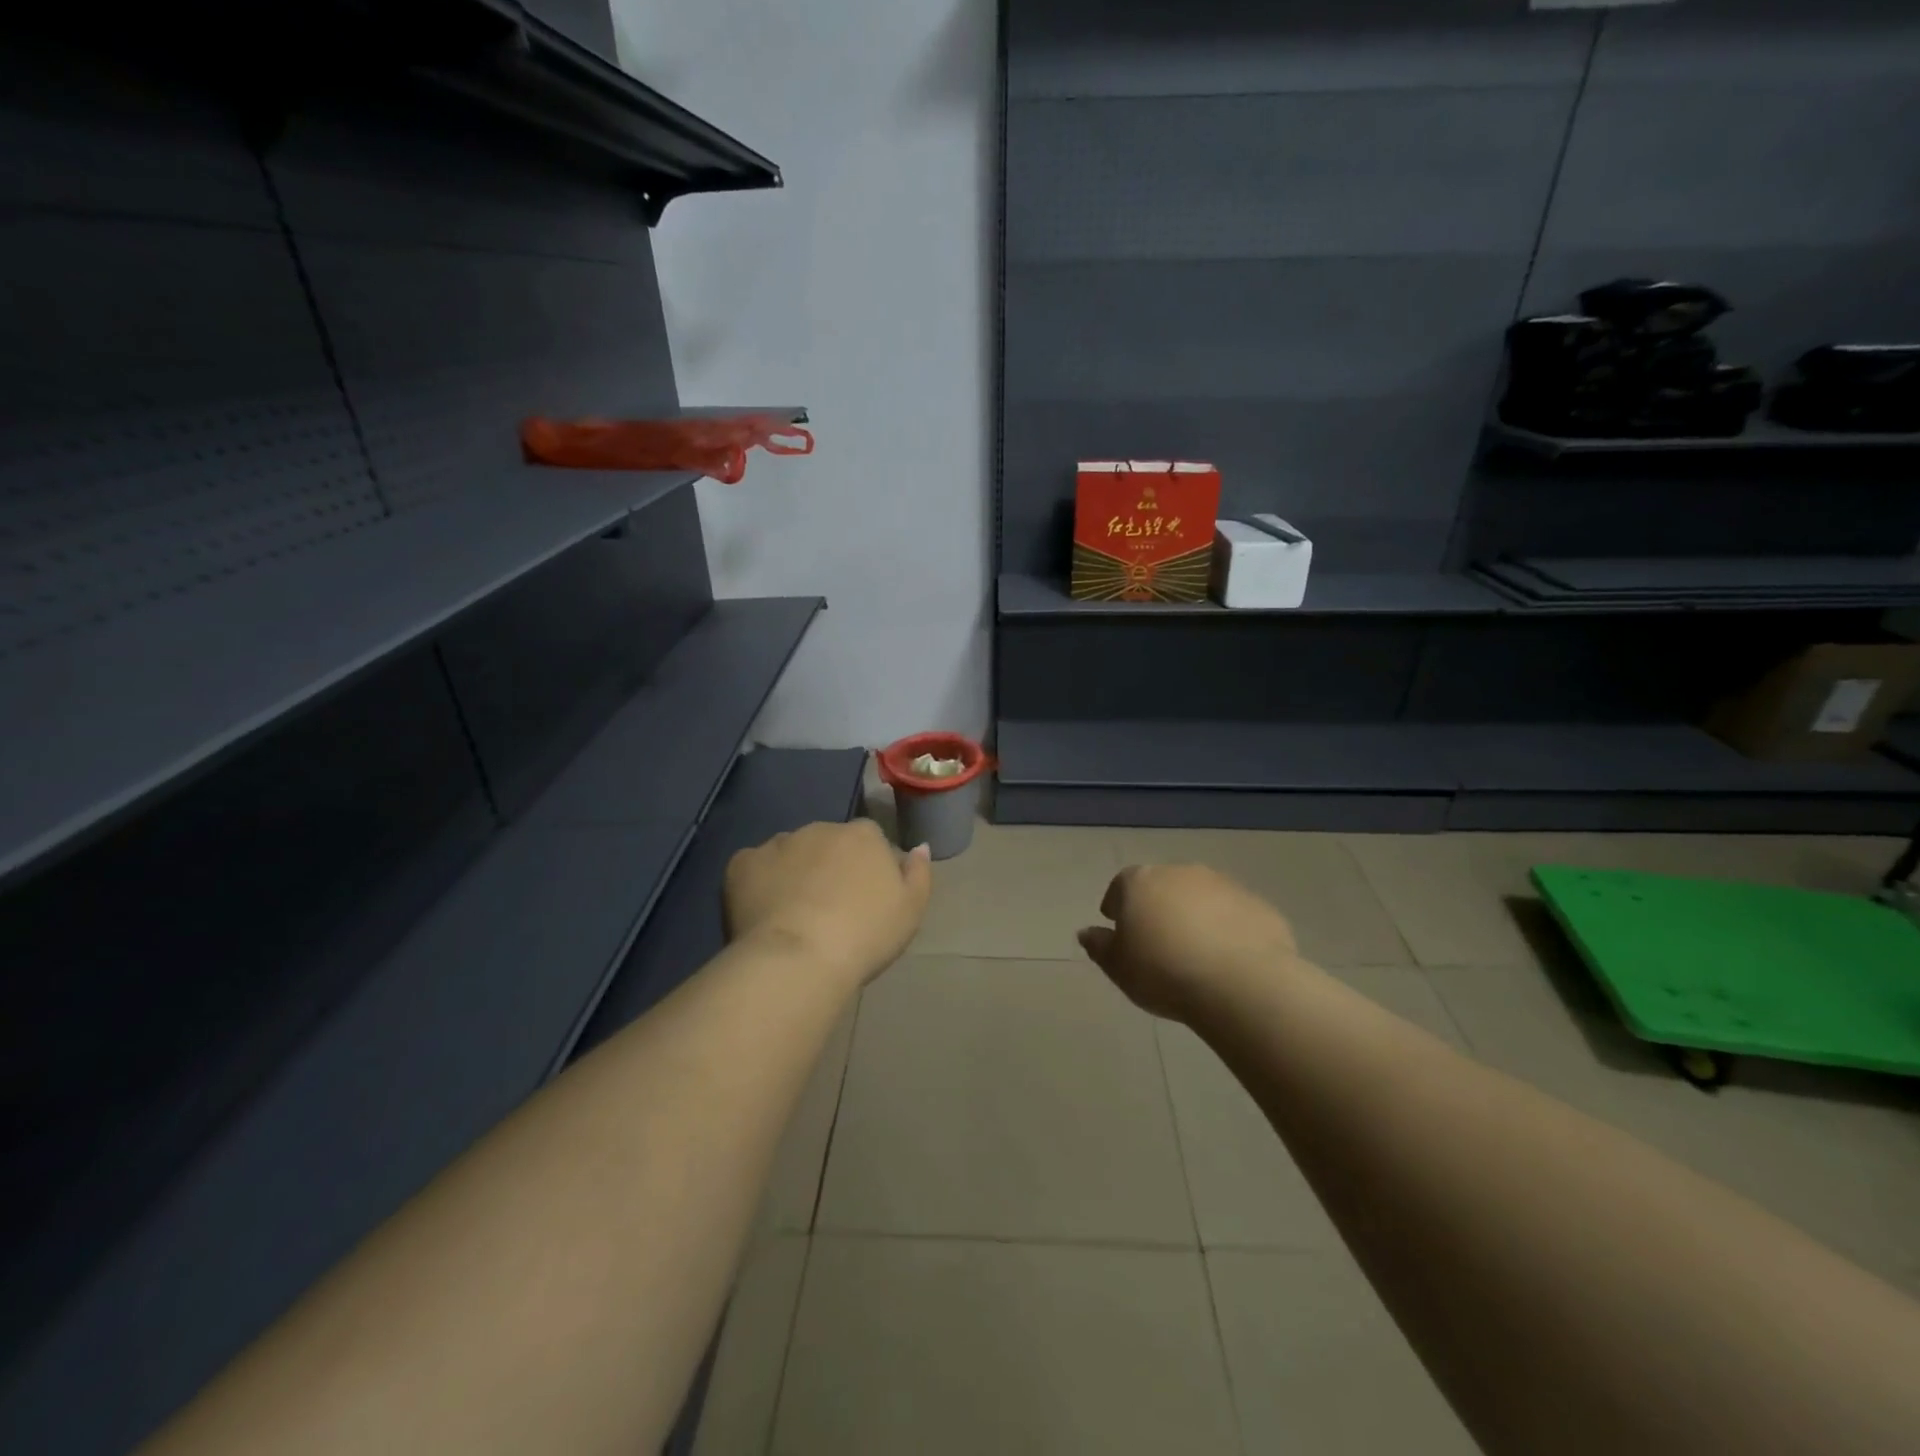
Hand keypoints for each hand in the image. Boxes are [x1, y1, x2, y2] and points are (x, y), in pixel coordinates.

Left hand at [725, 820, 932, 985]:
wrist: (800, 958)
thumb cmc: (865, 935)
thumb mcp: (911, 910)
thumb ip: (919, 872)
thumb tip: (919, 847)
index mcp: (863, 835)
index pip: (868, 840)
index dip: (865, 867)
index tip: (863, 898)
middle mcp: (821, 828)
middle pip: (827, 843)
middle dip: (827, 866)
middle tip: (828, 909)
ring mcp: (778, 843)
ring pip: (789, 853)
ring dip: (793, 872)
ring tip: (793, 914)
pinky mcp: (743, 863)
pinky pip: (753, 867)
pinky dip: (757, 883)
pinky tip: (763, 912)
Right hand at [1078, 863, 1297, 1021]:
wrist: (1241, 982)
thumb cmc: (1164, 972)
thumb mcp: (1118, 967)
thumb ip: (1099, 946)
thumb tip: (1086, 932)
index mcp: (1141, 882)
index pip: (1120, 886)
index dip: (1118, 907)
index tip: (1120, 929)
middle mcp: (1181, 873)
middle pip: (1162, 887)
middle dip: (1158, 909)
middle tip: (1158, 944)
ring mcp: (1224, 885)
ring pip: (1201, 898)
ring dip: (1195, 917)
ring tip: (1196, 954)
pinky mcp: (1258, 905)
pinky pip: (1234, 915)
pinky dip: (1228, 930)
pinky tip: (1228, 961)